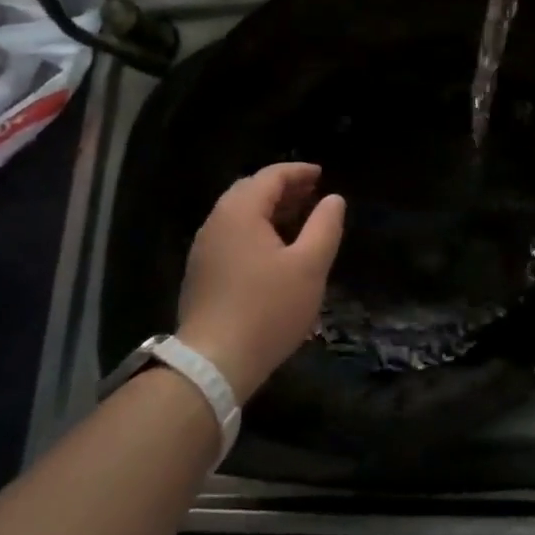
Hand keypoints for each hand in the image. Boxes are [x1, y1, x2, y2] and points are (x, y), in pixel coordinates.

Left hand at [175, 163, 344, 402]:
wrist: (214, 362)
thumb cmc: (268, 309)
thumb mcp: (310, 266)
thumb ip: (325, 226)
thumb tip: (334, 199)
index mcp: (240, 212)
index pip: (270, 177)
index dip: (298, 172)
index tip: (321, 174)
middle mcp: (216, 222)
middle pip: (250, 191)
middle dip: (282, 189)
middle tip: (311, 195)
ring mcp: (204, 249)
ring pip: (238, 215)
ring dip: (268, 210)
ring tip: (298, 220)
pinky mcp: (201, 273)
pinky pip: (231, 236)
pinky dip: (255, 230)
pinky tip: (273, 250)